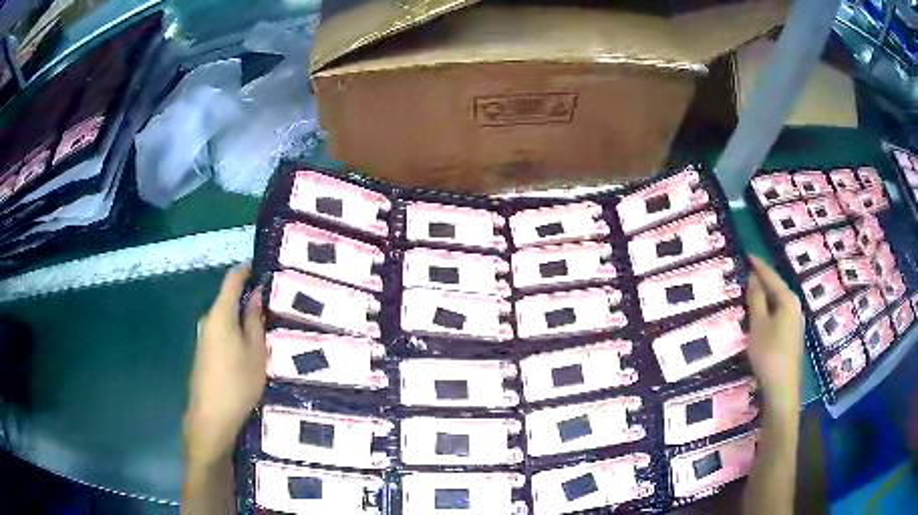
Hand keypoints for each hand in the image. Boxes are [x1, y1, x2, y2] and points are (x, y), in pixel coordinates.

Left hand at [184, 265, 265, 467]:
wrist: (211, 417)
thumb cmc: (238, 382)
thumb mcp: (255, 352)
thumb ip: (255, 320)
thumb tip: (256, 294)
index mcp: (220, 315)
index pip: (231, 280)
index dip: (245, 270)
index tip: (261, 266)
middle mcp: (207, 321)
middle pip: (227, 301)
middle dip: (247, 300)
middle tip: (272, 306)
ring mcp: (203, 338)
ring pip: (225, 319)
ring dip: (241, 319)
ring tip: (264, 328)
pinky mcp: (203, 354)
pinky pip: (220, 333)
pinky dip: (234, 334)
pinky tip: (247, 349)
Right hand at [746, 256, 803, 413]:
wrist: (782, 387)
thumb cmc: (769, 353)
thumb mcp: (758, 325)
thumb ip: (756, 299)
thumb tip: (753, 277)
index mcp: (788, 299)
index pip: (771, 276)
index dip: (758, 265)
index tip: (747, 253)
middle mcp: (795, 306)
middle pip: (777, 287)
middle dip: (763, 279)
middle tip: (747, 271)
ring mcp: (795, 321)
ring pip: (778, 301)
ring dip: (765, 295)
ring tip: (751, 290)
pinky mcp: (792, 334)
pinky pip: (780, 313)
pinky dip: (769, 308)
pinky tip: (762, 313)